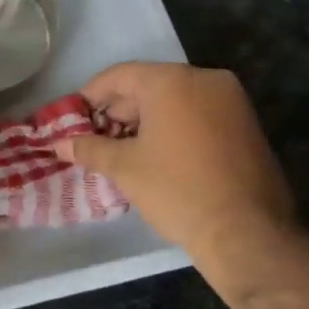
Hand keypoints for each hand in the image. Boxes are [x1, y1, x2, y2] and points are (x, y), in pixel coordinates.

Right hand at [54, 62, 295, 260]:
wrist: (248, 233)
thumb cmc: (177, 191)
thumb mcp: (124, 168)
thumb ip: (89, 149)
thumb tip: (59, 144)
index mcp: (172, 80)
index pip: (119, 76)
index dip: (89, 96)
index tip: (72, 119)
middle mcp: (205, 79)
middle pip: (148, 85)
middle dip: (118, 111)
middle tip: (94, 139)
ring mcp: (231, 101)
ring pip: (174, 100)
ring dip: (145, 121)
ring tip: (121, 151)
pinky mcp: (247, 124)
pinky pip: (198, 114)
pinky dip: (173, 127)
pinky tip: (156, 155)